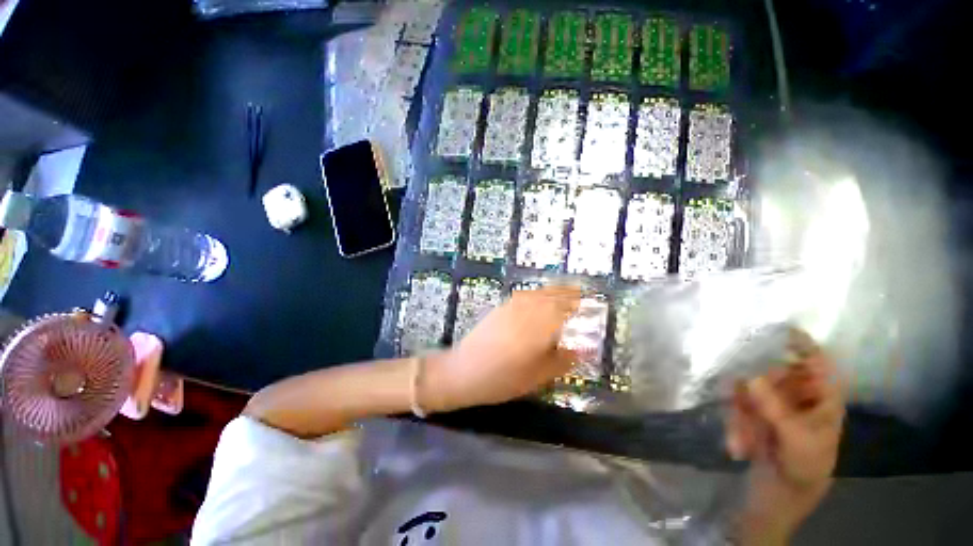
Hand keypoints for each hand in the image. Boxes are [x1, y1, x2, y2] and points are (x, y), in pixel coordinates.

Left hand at [422, 286, 580, 411]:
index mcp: (541, 326)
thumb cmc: (503, 378)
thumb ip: (562, 360)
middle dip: (570, 294)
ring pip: (540, 292)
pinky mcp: (502, 307)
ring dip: (555, 291)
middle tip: (582, 297)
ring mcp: (513, 305)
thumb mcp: (537, 376)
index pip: (567, 308)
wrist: (464, 370)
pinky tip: (540, 298)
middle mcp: (529, 309)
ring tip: (566, 294)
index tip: (591, 305)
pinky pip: (526, 294)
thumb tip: (583, 350)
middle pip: (554, 295)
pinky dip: (538, 293)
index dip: (580, 305)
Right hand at [726, 328, 844, 543]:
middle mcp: (798, 395)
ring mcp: (773, 404)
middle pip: (772, 374)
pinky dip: (735, 423)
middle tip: (740, 404)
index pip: (817, 362)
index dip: (802, 343)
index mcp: (822, 399)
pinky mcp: (753, 412)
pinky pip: (737, 404)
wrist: (782, 497)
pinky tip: (738, 447)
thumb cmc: (804, 468)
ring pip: (749, 389)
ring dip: (741, 415)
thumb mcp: (795, 440)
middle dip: (753, 392)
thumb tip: (750, 377)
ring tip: (742, 443)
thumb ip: (775, 408)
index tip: (780, 327)